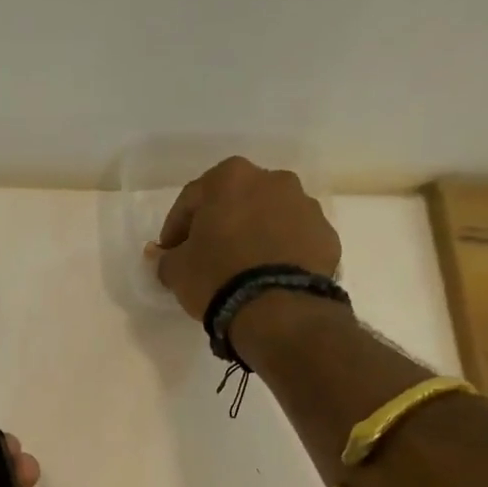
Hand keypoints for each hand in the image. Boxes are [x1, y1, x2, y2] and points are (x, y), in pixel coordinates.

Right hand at [147, 157, 342, 320]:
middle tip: (206, 256)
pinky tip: (267, 278)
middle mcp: (273, 180)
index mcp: (231, 178)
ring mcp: (305, 206)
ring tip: (241, 269)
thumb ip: (166, 258)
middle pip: (235, 202)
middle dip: (219, 225)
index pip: (191, 199)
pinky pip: (293, 240)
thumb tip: (161, 255)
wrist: (278, 308)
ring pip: (269, 217)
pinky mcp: (326, 235)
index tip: (170, 253)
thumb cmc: (217, 277)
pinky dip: (279, 252)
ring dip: (253, 235)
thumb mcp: (176, 270)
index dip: (175, 228)